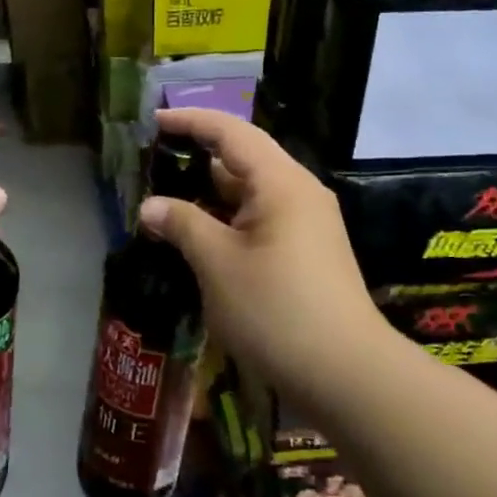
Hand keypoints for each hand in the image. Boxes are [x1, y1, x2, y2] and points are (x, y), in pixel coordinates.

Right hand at [140, 109, 395, 404]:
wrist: (346, 376)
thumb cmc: (276, 310)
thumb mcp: (217, 264)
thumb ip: (182, 225)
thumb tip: (150, 206)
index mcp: (281, 182)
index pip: (230, 132)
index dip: (190, 121)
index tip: (152, 122)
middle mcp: (298, 193)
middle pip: (241, 159)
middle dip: (195, 159)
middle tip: (150, 166)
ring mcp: (305, 225)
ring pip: (249, 194)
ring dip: (208, 195)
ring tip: (164, 202)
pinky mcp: (305, 253)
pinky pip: (258, 221)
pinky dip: (226, 221)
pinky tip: (197, 238)